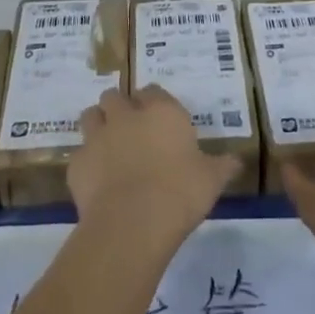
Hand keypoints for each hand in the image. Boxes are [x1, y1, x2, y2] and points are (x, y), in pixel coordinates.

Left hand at [68, 86, 241, 251]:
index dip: (153, 102)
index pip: (153, 91)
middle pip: (115, 96)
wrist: (132, 223)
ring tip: (108, 146)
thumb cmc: (180, 193)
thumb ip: (223, 166)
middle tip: (130, 129)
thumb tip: (238, 161)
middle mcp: (127, 116)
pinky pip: (80, 155)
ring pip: (90, 116)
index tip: (159, 119)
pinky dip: (87, 163)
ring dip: (98, 125)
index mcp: (162, 112)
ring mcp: (98, 137)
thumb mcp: (212, 180)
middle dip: (119, 107)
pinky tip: (97, 181)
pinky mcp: (77, 163)